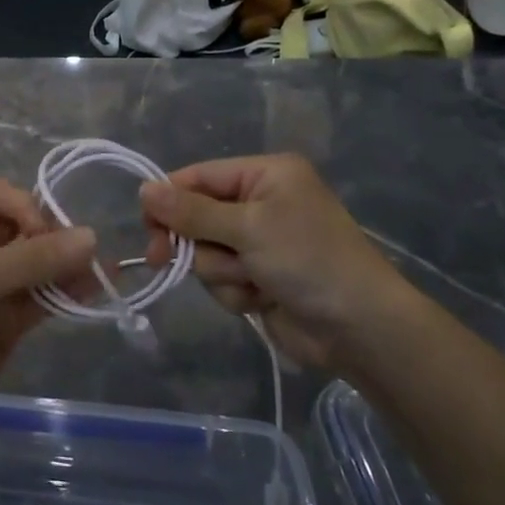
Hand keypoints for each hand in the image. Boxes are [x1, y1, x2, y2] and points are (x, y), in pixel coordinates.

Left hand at [0, 179, 96, 434]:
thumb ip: (35, 257)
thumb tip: (92, 237)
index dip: (23, 206)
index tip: (40, 232)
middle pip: (20, 227)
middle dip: (50, 236)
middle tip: (80, 253)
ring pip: (34, 264)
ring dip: (65, 265)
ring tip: (102, 269)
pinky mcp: (5, 321)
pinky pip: (40, 297)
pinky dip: (64, 292)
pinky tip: (93, 288)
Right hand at [139, 154, 413, 370]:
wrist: (360, 329)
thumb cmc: (308, 260)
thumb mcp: (247, 228)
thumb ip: (191, 211)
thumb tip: (144, 189)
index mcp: (264, 175)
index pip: (199, 177)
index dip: (169, 199)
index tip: (147, 225)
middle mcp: (260, 202)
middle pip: (196, 216)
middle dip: (194, 242)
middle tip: (164, 259)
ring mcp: (259, 242)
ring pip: (205, 252)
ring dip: (220, 271)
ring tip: (252, 280)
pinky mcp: (258, 276)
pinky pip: (221, 278)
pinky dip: (234, 290)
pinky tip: (260, 298)